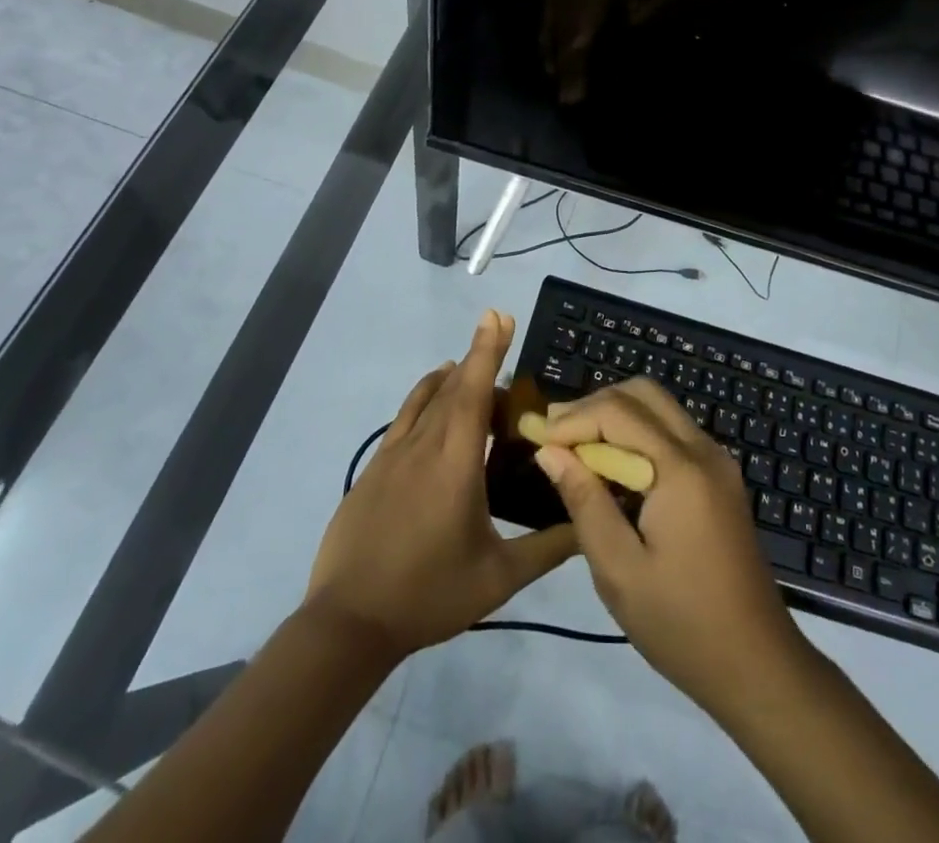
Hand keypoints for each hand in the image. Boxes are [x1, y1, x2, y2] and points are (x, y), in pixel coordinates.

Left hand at [306, 311, 577, 658]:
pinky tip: (432, 399)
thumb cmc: (428, 594)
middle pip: (454, 387)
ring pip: (427, 399)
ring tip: (469, 364)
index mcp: (456, 462)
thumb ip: (548, 548)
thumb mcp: (498, 578)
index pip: (475, 392)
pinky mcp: (374, 469)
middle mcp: (424, 446)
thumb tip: (590, 525)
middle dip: (478, 356)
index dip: (488, 351)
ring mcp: (393, 455)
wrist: (348, 622)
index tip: (499, 316)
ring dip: (452, 376)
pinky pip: (405, 418)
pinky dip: (423, 397)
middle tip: (499, 329)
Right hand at [534, 378, 805, 713]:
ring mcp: (718, 461)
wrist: (758, 665)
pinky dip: (638, 434)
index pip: (618, 411)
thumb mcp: (619, 570)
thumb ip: (584, 501)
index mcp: (681, 469)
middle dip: (595, 405)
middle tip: (555, 435)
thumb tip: (549, 451)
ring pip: (660, 408)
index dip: (573, 418)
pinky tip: (612, 467)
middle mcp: (704, 450)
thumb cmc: (682, 624)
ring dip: (616, 416)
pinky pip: (673, 433)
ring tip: (575, 449)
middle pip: (643, 394)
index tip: (536, 437)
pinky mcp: (720, 478)